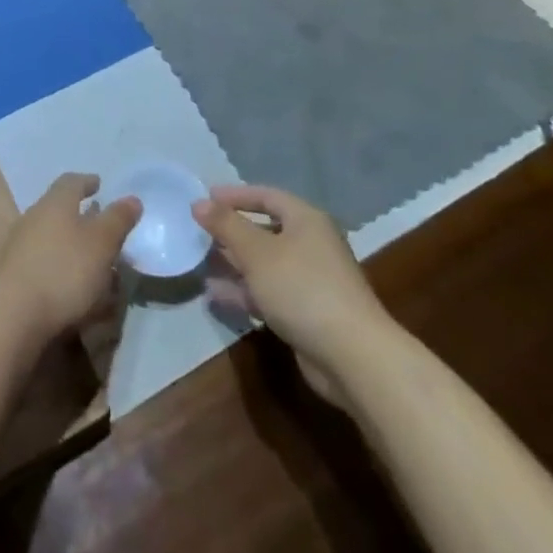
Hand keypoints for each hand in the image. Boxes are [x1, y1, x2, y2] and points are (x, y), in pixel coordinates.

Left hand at [0, 173, 140, 347]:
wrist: (14, 315)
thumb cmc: (64, 271)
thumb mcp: (102, 243)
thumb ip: (117, 220)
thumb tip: (132, 198)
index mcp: (54, 202)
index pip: (71, 182)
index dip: (86, 182)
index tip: (98, 185)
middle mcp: (33, 216)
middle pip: (57, 207)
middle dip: (78, 214)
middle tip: (98, 223)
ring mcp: (18, 245)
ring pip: (49, 235)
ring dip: (69, 242)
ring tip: (90, 259)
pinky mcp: (12, 273)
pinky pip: (41, 260)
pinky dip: (58, 264)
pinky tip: (70, 283)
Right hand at [193, 185, 385, 405]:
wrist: (353, 356)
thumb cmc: (302, 288)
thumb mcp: (257, 252)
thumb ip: (226, 225)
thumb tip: (199, 202)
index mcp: (305, 220)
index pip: (266, 195)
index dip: (235, 195)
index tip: (205, 199)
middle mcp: (311, 244)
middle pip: (265, 230)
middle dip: (232, 232)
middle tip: (199, 233)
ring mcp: (311, 281)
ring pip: (265, 264)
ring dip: (234, 264)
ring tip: (200, 264)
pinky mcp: (307, 313)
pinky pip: (269, 293)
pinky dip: (244, 291)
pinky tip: (215, 295)